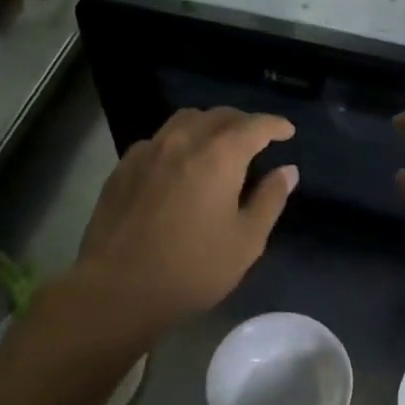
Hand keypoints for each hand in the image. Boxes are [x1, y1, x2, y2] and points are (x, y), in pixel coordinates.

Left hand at [66, 108, 297, 340]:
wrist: (117, 289)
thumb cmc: (191, 269)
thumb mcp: (246, 241)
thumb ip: (269, 199)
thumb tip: (287, 171)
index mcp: (219, 156)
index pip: (254, 126)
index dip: (275, 125)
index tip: (287, 132)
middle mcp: (183, 141)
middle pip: (218, 116)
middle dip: (243, 122)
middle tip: (257, 139)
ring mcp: (148, 151)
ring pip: (184, 120)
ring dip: (209, 125)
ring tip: (219, 145)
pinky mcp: (123, 167)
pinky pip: (158, 139)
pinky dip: (179, 141)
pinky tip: (180, 165)